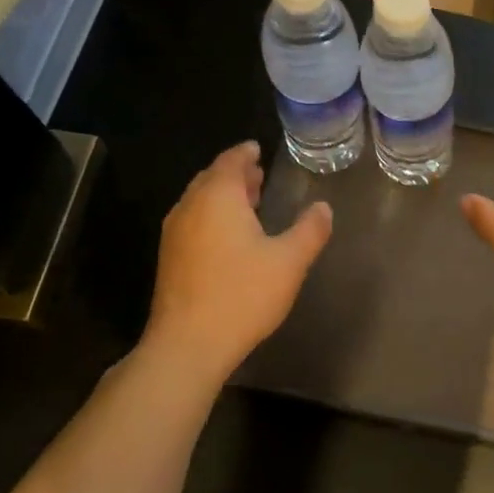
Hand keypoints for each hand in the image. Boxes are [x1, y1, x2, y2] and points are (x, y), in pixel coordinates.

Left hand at [142, 141, 331, 377]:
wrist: (189, 343)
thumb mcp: (289, 261)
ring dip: (223, 196)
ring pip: (199, 201)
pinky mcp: (170, 258)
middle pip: (211, 178)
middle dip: (235, 174)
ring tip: (249, 202)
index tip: (258, 149)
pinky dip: (212, 215)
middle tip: (258, 174)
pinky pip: (193, 221)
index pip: (230, 161)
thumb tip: (323, 208)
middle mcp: (190, 207)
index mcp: (218, 198)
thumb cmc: (243, 294)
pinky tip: (230, 236)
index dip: (245, 153)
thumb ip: (310, 230)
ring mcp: (175, 233)